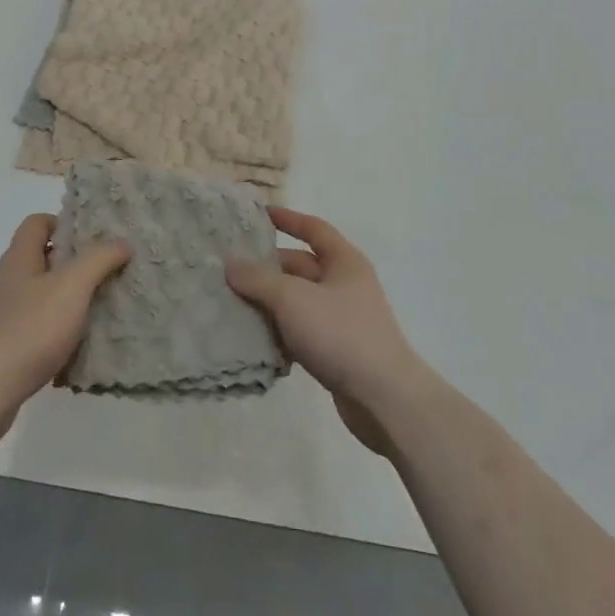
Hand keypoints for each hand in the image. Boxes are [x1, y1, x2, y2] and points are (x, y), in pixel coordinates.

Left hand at [0, 214, 130, 446]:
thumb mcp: (72, 286)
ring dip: (70, 301)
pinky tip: (80, 348)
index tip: (93, 238)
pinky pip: (39, 331)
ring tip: (101, 310)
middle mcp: (9, 281)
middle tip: (107, 272)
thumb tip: (121, 242)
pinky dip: (60, 334)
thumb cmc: (29, 328)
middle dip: (75, 264)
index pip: (37, 223)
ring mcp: (5, 316)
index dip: (64, 223)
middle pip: (43, 259)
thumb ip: (98, 259)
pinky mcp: (7, 348)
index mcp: (20, 257)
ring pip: (43, 297)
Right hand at [226, 208, 425, 455]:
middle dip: (268, 268)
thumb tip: (230, 263)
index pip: (313, 229)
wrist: (384, 399)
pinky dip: (281, 332)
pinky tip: (256, 340)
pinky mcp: (338, 352)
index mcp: (344, 261)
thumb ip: (258, 279)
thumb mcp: (292, 299)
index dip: (288, 219)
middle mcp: (345, 285)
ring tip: (233, 304)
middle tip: (231, 271)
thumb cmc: (340, 333)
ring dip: (270, 303)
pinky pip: (302, 331)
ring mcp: (343, 320)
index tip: (259, 216)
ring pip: (298, 302)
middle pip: (301, 267)